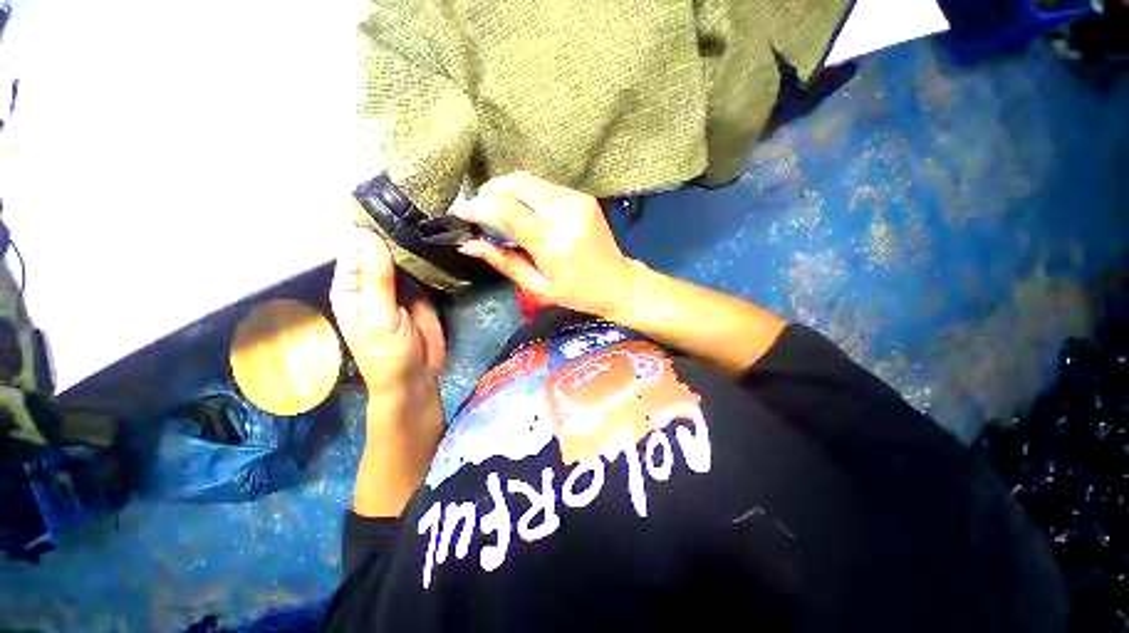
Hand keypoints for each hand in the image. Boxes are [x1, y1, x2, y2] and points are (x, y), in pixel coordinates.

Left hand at [331, 226, 446, 517]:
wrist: (417, 377)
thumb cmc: (387, 353)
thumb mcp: (380, 316)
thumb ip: (377, 278)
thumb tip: (366, 234)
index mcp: (352, 285)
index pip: (354, 245)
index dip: (366, 222)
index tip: (386, 196)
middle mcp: (373, 280)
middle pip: (380, 247)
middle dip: (393, 226)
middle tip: (414, 198)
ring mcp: (399, 285)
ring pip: (403, 256)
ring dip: (412, 238)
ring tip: (428, 211)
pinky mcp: (421, 292)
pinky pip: (422, 269)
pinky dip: (427, 255)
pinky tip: (438, 238)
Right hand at [455, 172, 638, 319]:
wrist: (618, 282)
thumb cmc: (577, 293)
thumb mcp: (538, 287)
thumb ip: (503, 261)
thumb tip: (468, 244)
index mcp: (554, 243)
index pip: (506, 210)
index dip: (477, 207)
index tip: (460, 213)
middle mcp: (565, 214)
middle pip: (516, 183)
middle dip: (489, 192)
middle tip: (479, 212)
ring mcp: (577, 201)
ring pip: (528, 181)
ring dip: (506, 192)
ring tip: (498, 213)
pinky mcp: (583, 197)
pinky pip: (544, 187)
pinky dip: (525, 195)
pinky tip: (523, 213)